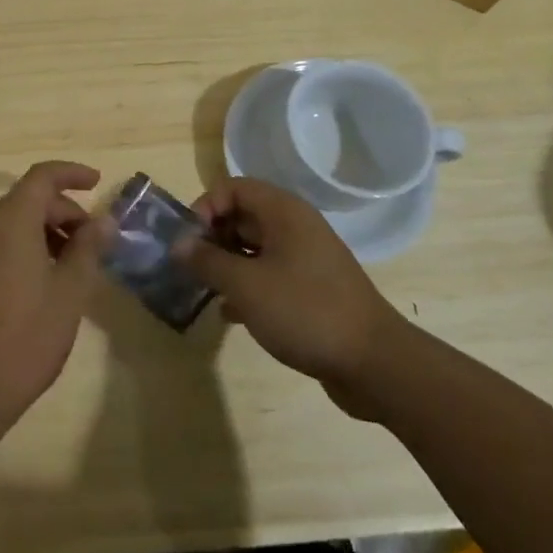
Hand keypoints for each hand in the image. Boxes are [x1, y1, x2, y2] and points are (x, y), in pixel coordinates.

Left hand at [0, 161, 107, 434]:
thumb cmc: (25, 338)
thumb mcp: (69, 293)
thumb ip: (88, 249)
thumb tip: (103, 221)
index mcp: (10, 221)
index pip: (42, 177)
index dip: (72, 173)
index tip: (98, 182)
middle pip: (28, 199)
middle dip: (64, 211)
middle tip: (94, 242)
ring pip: (12, 222)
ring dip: (45, 230)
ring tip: (73, 265)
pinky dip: (24, 246)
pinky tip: (43, 280)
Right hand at [173, 176, 409, 418]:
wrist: (374, 364)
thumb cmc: (305, 311)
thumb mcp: (245, 285)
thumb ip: (207, 261)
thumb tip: (178, 244)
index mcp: (284, 212)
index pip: (233, 188)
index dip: (206, 207)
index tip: (189, 240)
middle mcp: (296, 227)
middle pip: (243, 216)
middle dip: (212, 238)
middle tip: (190, 267)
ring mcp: (306, 259)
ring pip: (255, 249)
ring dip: (226, 264)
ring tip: (203, 289)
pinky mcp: (312, 290)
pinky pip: (269, 275)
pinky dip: (247, 287)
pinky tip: (230, 313)